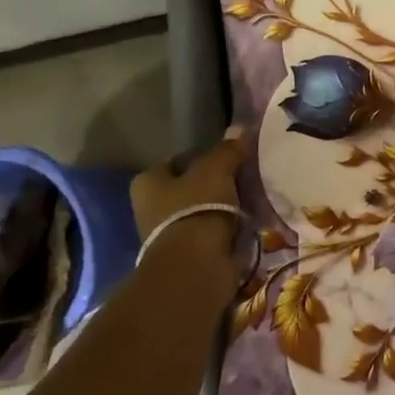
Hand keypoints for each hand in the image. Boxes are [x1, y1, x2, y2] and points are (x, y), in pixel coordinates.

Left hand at [130, 126, 249, 289]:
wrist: (195, 265)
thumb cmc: (196, 207)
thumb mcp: (216, 169)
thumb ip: (227, 150)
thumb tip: (239, 129)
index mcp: (147, 183)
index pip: (174, 161)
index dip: (198, 156)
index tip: (224, 157)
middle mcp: (149, 208)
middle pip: (185, 187)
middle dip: (209, 183)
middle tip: (239, 175)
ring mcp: (166, 234)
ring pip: (198, 210)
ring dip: (219, 206)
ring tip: (247, 197)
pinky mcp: (185, 255)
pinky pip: (208, 231)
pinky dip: (223, 227)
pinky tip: (245, 220)